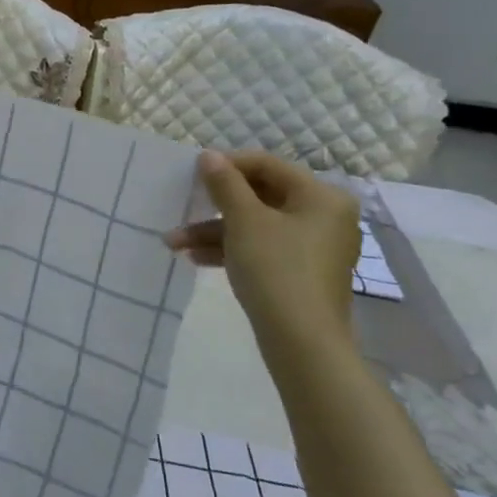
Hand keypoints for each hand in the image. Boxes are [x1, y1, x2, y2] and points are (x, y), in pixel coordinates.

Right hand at [165, 150, 360, 352]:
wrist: (301, 341)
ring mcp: (313, 246)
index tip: (191, 173)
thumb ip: (225, 184)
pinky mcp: (300, 272)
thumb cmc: (276, 269)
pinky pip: (261, 248)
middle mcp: (323, 216)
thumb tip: (209, 155)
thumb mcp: (244, 221)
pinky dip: (230, 249)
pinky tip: (195, 258)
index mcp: (321, 196)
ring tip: (173, 242)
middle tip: (181, 207)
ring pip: (255, 225)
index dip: (227, 165)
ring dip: (213, 231)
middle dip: (214, 206)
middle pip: (260, 196)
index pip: (268, 165)